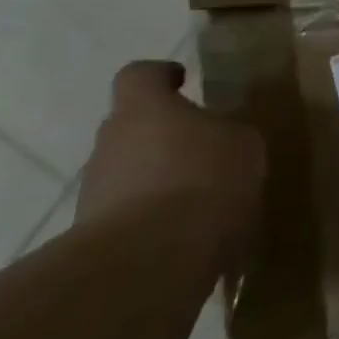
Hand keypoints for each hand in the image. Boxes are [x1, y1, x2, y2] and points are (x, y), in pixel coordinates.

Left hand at [75, 60, 265, 261]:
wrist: (148, 263)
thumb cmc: (203, 180)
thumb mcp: (243, 144)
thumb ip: (228, 133)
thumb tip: (222, 136)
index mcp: (144, 109)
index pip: (139, 75)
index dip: (161, 76)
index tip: (183, 82)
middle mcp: (109, 144)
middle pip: (132, 128)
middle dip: (164, 136)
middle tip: (204, 150)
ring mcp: (95, 194)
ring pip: (130, 175)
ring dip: (158, 182)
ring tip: (202, 202)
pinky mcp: (95, 240)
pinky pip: (130, 219)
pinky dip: (155, 222)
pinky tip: (189, 239)